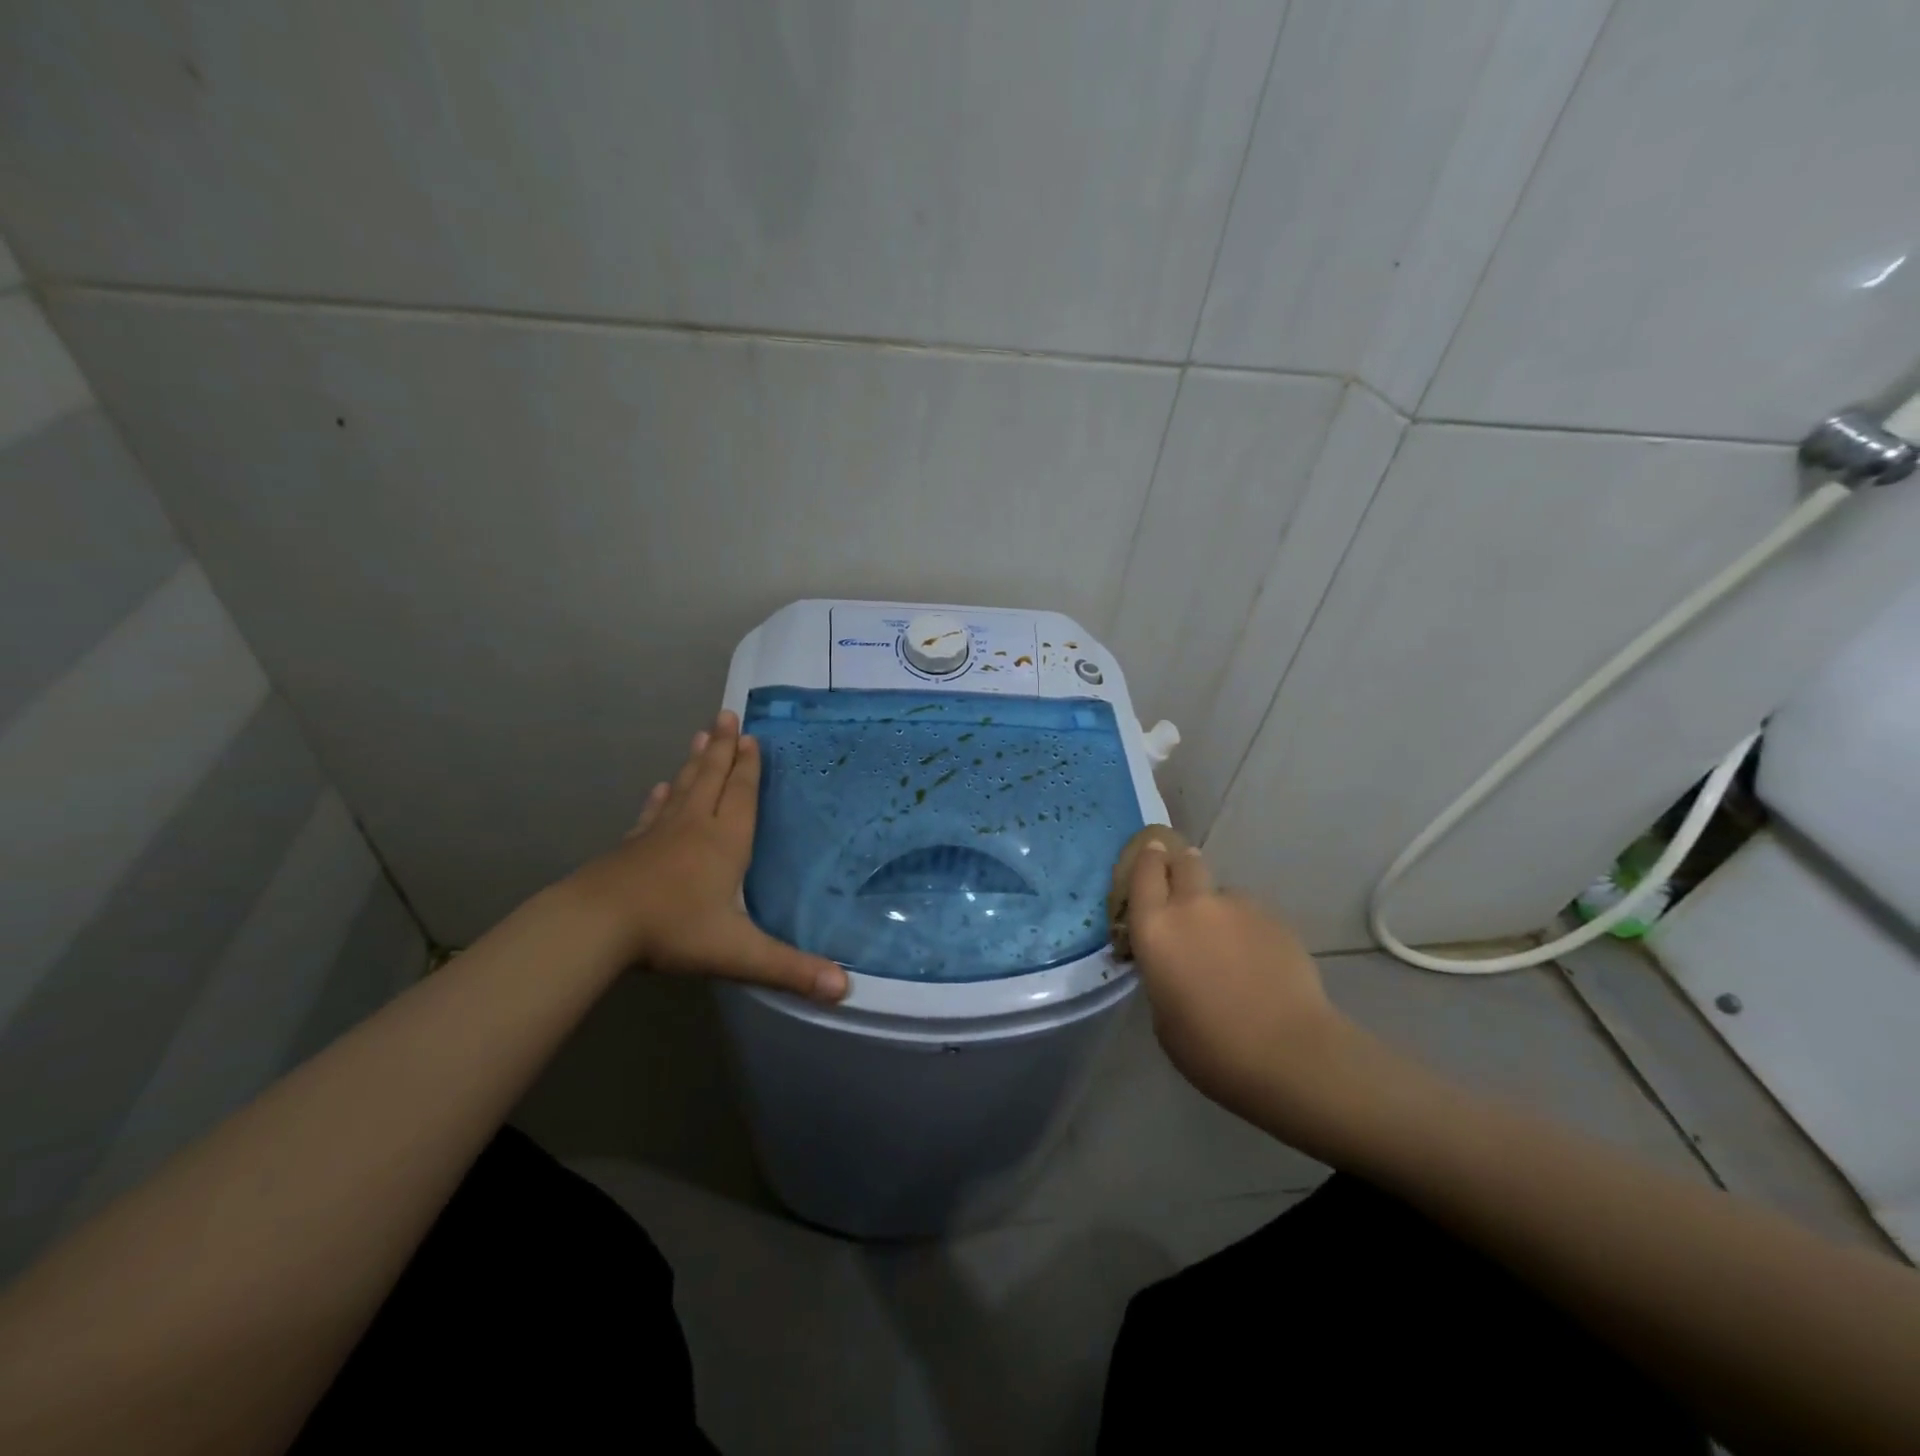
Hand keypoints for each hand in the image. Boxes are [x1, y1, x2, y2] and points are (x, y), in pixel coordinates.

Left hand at [566, 711, 848, 1001]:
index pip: (742, 795)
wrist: (597, 925)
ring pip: (683, 788)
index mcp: (725, 842)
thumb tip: (845, 990)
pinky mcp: (631, 847)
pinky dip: (660, 797)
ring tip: (700, 734)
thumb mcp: (738, 953)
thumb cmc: (673, 930)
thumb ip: (791, 969)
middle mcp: (695, 827)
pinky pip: (652, 813)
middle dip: (722, 748)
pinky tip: (659, 787)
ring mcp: (659, 834)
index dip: (749, 767)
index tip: (751, 737)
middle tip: (726, 715)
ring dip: (695, 761)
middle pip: (712, 779)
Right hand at [1125, 841, 1352, 1134]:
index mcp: (1155, 928)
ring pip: (1222, 892)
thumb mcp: (1163, 1013)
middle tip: (1183, 886)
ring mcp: (1238, 907)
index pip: (1144, 872)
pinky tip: (1259, 961)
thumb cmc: (1210, 1047)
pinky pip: (1252, 914)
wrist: (1289, 1052)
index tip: (1150, 855)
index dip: (1147, 860)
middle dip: (1181, 866)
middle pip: (1184, 861)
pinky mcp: (1276, 918)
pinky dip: (1249, 928)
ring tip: (1230, 945)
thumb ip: (1162, 971)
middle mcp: (1192, 905)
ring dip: (1218, 908)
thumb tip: (1173, 960)